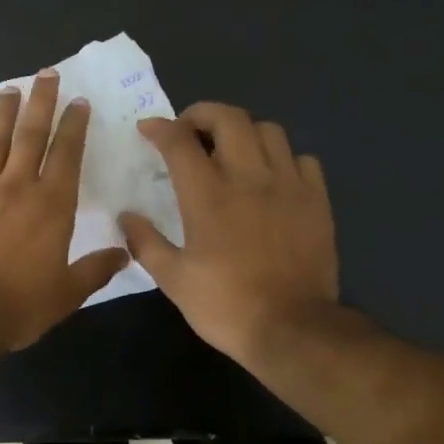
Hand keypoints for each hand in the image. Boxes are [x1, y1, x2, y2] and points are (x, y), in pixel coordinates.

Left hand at [0, 69, 128, 351]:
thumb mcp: (67, 294)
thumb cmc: (19, 305)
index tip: (78, 101)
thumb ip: (95, 270)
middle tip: (46, 74)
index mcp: (51, 205)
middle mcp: (15, 188)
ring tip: (8, 90)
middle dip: (41, 102)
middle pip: (30, 135)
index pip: (67, 154)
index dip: (74, 126)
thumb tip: (124, 254)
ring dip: (1, 116)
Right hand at [119, 102, 343, 367]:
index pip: (180, 142)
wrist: (293, 328)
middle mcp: (249, 178)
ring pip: (268, 130)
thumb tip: (126, 217)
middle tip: (189, 131)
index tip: (147, 129)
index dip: (160, 128)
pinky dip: (282, 158)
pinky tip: (271, 177)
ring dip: (243, 131)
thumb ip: (146, 242)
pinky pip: (302, 158)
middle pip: (229, 118)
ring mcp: (289, 185)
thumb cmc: (225, 306)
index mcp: (208, 196)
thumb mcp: (173, 280)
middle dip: (202, 114)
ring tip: (231, 150)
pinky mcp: (317, 200)